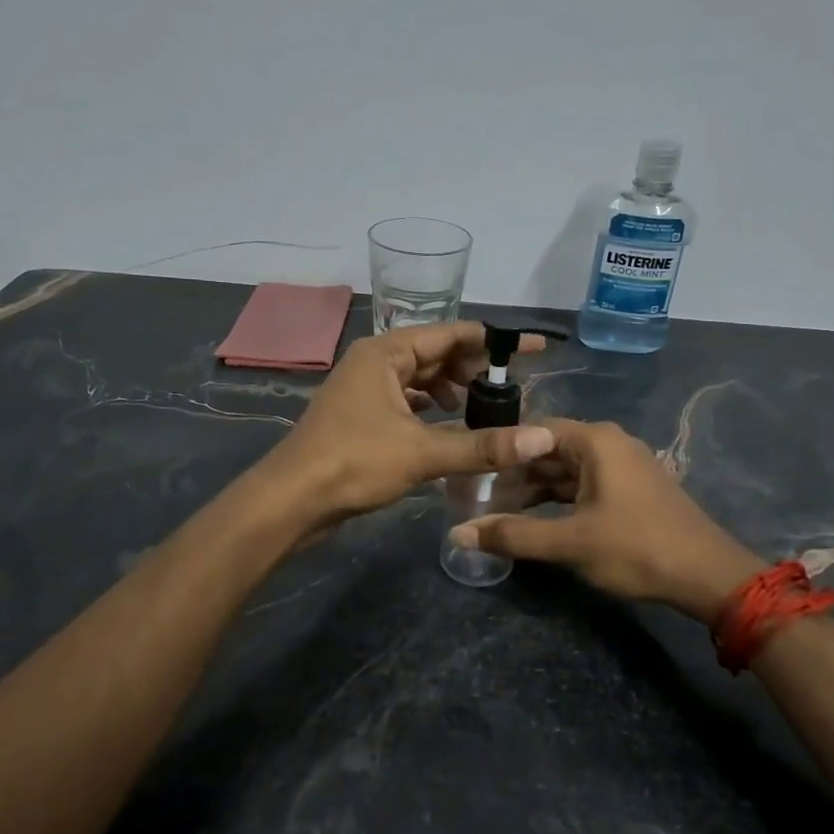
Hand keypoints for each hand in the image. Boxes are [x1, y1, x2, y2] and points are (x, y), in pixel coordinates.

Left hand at [258, 321, 556, 528]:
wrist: (291, 500)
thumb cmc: (353, 463)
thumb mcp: (423, 452)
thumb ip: (483, 446)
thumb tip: (542, 439)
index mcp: (386, 353)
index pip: (451, 334)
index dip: (495, 341)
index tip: (532, 347)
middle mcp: (374, 362)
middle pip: (435, 353)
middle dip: (473, 367)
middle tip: (513, 386)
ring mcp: (364, 388)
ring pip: (418, 377)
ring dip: (451, 387)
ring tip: (483, 405)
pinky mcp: (360, 415)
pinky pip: (405, 398)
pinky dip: (429, 406)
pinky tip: (447, 422)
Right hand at [450, 418, 763, 622]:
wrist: (708, 575)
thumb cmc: (636, 549)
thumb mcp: (570, 543)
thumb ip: (513, 535)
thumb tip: (458, 533)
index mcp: (595, 441)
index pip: (532, 431)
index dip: (499, 451)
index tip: (470, 472)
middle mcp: (609, 442)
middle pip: (548, 450)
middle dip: (515, 473)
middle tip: (478, 495)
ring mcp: (624, 464)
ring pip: (566, 470)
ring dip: (536, 489)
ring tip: (500, 511)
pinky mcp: (632, 488)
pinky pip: (585, 483)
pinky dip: (560, 498)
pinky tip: (539, 519)